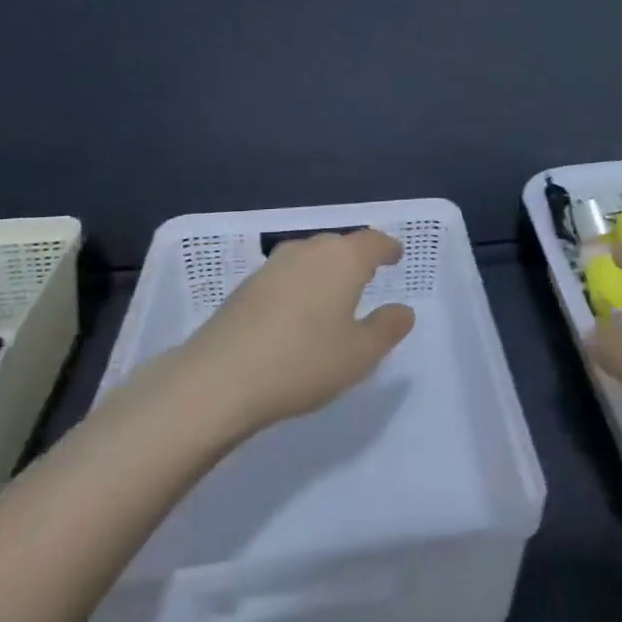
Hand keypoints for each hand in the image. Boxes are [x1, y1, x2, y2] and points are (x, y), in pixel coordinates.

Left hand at [177, 228, 415, 432]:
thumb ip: (387, 328)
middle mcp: (308, 251)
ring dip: (324, 271)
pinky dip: (299, 287)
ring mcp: (272, 266)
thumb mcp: (360, 354)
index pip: (372, 241)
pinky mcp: (245, 287)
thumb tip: (403, 310)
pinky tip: (297, 314)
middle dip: (355, 258)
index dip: (387, 248)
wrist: (219, 379)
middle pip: (339, 245)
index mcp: (343, 259)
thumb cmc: (303, 361)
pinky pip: (285, 277)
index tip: (395, 256)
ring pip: (309, 259)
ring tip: (332, 295)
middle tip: (367, 277)